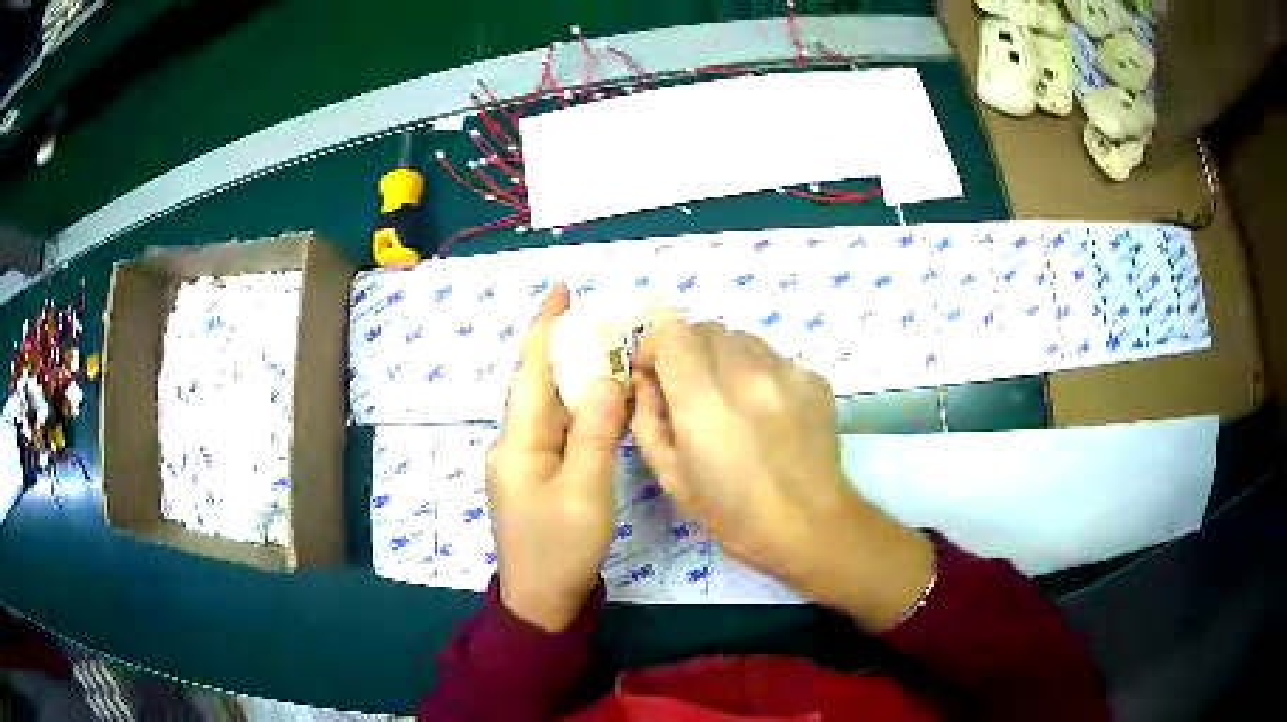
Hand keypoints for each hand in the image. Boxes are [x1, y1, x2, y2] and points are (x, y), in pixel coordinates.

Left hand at [487, 284, 628, 631]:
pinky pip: (557, 431)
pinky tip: (600, 402)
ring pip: (549, 408)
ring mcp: (523, 462)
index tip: (560, 290)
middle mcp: (514, 444)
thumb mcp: (586, 491)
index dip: (545, 328)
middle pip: (538, 385)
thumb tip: (609, 380)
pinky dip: (579, 411)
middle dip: (562, 347)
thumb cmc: (560, 548)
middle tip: (597, 317)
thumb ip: (596, 434)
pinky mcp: (537, 477)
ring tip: (604, 349)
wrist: (541, 600)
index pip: (531, 372)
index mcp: (518, 442)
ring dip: (573, 378)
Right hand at [631, 320, 933, 630]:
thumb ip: (648, 419)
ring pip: (743, 339)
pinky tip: (768, 413)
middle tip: (690, 388)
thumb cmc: (733, 513)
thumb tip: (647, 382)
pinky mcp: (814, 379)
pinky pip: (775, 359)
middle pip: (706, 328)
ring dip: (725, 358)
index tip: (654, 373)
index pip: (672, 332)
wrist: (810, 525)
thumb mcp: (670, 477)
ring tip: (732, 400)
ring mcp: (786, 372)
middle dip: (688, 349)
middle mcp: (746, 374)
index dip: (655, 346)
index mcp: (704, 401)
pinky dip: (760, 374)